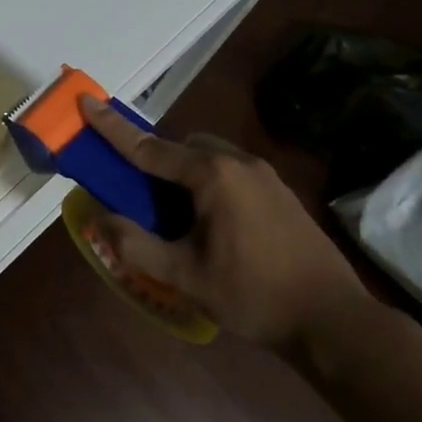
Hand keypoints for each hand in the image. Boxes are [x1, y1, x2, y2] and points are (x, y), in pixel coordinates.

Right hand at [79, 98, 371, 351]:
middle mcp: (237, 161)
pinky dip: (208, 182)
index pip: (148, 147)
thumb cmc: (254, 294)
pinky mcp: (280, 191)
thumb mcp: (186, 277)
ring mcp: (264, 174)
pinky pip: (230, 171)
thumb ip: (136, 245)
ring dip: (184, 172)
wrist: (335, 320)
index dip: (112, 127)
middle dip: (155, 160)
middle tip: (141, 196)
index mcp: (211, 175)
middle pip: (181, 146)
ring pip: (208, 156)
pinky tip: (213, 224)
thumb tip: (99, 219)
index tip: (86, 100)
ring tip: (177, 216)